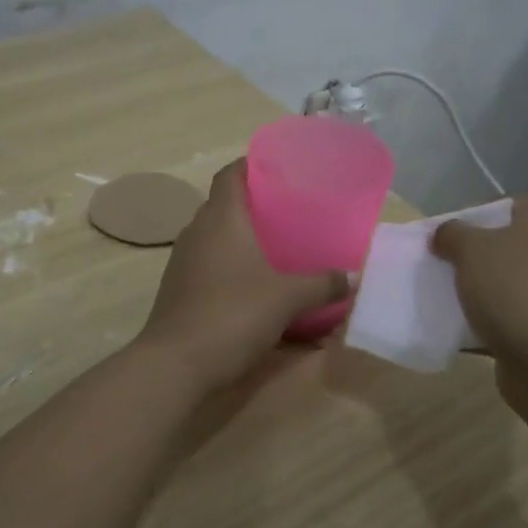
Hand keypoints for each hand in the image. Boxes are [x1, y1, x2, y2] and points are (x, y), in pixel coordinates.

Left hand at [134, 160, 345, 389]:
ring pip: (217, 238)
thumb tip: (352, 278)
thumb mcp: (288, 298)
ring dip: (243, 240)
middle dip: (255, 205)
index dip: (252, 164)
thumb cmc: (232, 314)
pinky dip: (232, 269)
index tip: (279, 168)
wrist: (175, 364)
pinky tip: (255, 288)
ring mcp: (183, 262)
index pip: (230, 173)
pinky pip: (210, 266)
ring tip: (278, 249)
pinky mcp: (179, 290)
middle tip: (290, 212)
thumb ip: (322, 284)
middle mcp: (197, 231)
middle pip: (224, 205)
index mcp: (221, 218)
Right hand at [431, 198, 527, 363]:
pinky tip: (471, 329)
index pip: (506, 206)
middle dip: (478, 257)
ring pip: (515, 281)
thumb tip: (445, 234)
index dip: (472, 218)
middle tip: (446, 268)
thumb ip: (452, 234)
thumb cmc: (514, 289)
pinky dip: (499, 319)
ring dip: (488, 290)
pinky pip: (521, 314)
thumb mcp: (469, 249)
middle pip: (511, 245)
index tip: (445, 239)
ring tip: (454, 300)